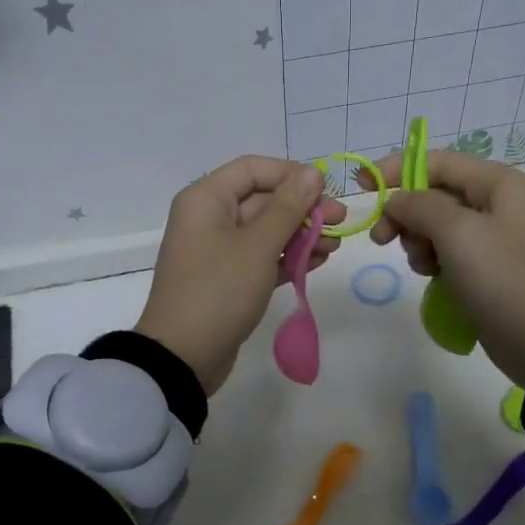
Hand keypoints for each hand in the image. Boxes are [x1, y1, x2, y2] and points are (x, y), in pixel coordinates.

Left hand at [136, 157, 346, 393]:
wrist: (184, 355)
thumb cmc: (219, 290)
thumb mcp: (258, 246)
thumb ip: (288, 207)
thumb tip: (312, 172)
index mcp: (206, 199)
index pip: (252, 169)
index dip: (290, 174)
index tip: (324, 189)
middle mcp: (209, 218)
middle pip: (262, 200)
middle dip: (303, 209)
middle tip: (340, 220)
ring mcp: (218, 251)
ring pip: (266, 231)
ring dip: (301, 235)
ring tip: (335, 245)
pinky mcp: (228, 280)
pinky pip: (262, 258)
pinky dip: (288, 258)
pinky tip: (319, 261)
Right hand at [361, 151, 524, 386]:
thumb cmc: (503, 280)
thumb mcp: (458, 234)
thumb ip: (420, 206)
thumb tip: (397, 200)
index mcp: (498, 183)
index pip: (437, 162)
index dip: (396, 169)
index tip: (360, 185)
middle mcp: (498, 204)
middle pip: (434, 194)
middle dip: (406, 214)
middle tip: (382, 240)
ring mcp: (495, 238)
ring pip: (437, 226)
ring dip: (418, 242)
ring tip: (424, 267)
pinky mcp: (489, 269)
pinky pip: (449, 253)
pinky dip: (434, 261)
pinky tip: (433, 278)